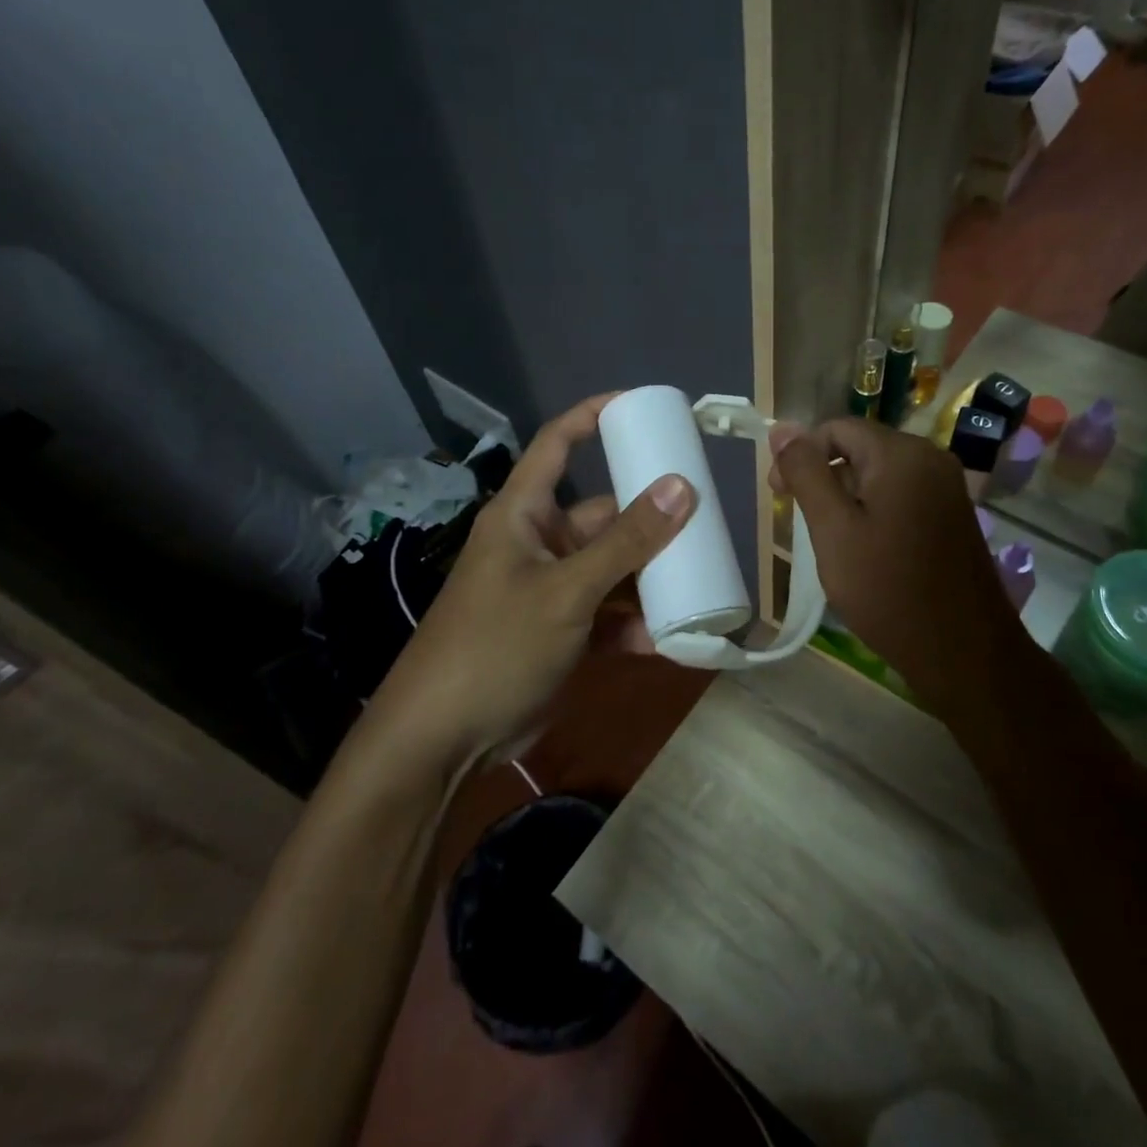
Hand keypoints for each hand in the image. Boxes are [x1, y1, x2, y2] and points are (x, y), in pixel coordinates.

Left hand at [370, 394, 695, 769]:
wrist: (442, 741)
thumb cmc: (495, 645)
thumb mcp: (566, 590)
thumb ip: (626, 542)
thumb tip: (682, 487)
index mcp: (523, 514)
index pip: (557, 444)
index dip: (594, 416)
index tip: (643, 406)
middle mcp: (538, 543)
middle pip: (602, 514)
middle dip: (649, 518)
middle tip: (705, 516)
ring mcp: (550, 590)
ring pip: (612, 568)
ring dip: (650, 577)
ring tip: (702, 576)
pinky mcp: (560, 633)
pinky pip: (607, 616)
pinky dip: (635, 625)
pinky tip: (672, 639)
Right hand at [768, 419, 1036, 716]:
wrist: (963, 652)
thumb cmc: (888, 590)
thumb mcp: (833, 530)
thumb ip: (805, 474)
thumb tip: (781, 428)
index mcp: (901, 454)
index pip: (836, 428)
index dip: (800, 455)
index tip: (780, 497)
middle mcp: (930, 458)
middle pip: (860, 447)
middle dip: (824, 477)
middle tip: (805, 525)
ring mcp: (947, 486)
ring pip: (879, 473)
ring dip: (847, 497)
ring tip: (834, 542)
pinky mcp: (953, 513)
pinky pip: (902, 494)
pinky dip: (875, 510)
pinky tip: (866, 549)